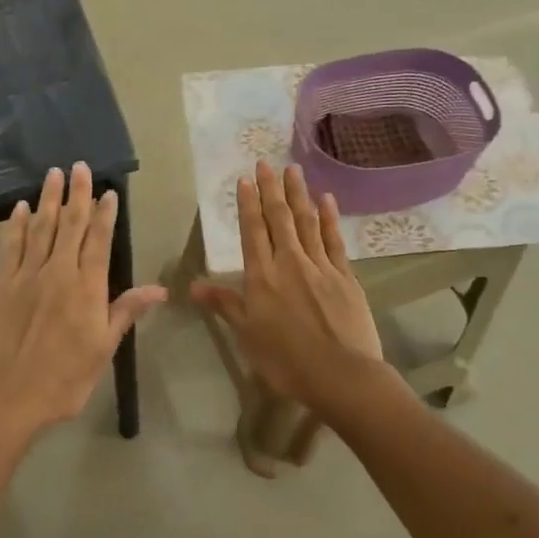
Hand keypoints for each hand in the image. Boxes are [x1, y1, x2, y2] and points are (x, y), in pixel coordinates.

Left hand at [0, 163, 166, 432]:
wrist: (8, 398)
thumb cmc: (64, 380)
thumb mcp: (103, 350)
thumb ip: (126, 312)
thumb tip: (160, 289)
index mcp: (87, 289)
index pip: (99, 241)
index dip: (104, 214)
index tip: (107, 191)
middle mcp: (57, 273)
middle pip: (69, 225)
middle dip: (76, 194)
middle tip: (79, 165)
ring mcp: (25, 276)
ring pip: (40, 228)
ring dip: (48, 199)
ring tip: (53, 174)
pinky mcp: (0, 285)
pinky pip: (10, 246)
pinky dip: (16, 224)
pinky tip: (20, 207)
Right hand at [193, 162, 385, 412]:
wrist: (340, 374)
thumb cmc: (285, 360)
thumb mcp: (247, 335)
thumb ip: (224, 305)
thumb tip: (193, 286)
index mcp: (262, 277)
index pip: (253, 231)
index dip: (248, 204)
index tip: (245, 180)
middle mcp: (290, 263)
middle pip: (279, 219)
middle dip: (271, 190)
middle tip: (266, 163)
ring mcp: (321, 266)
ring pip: (306, 222)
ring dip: (298, 195)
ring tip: (293, 170)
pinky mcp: (345, 276)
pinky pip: (334, 239)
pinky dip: (329, 218)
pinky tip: (326, 199)